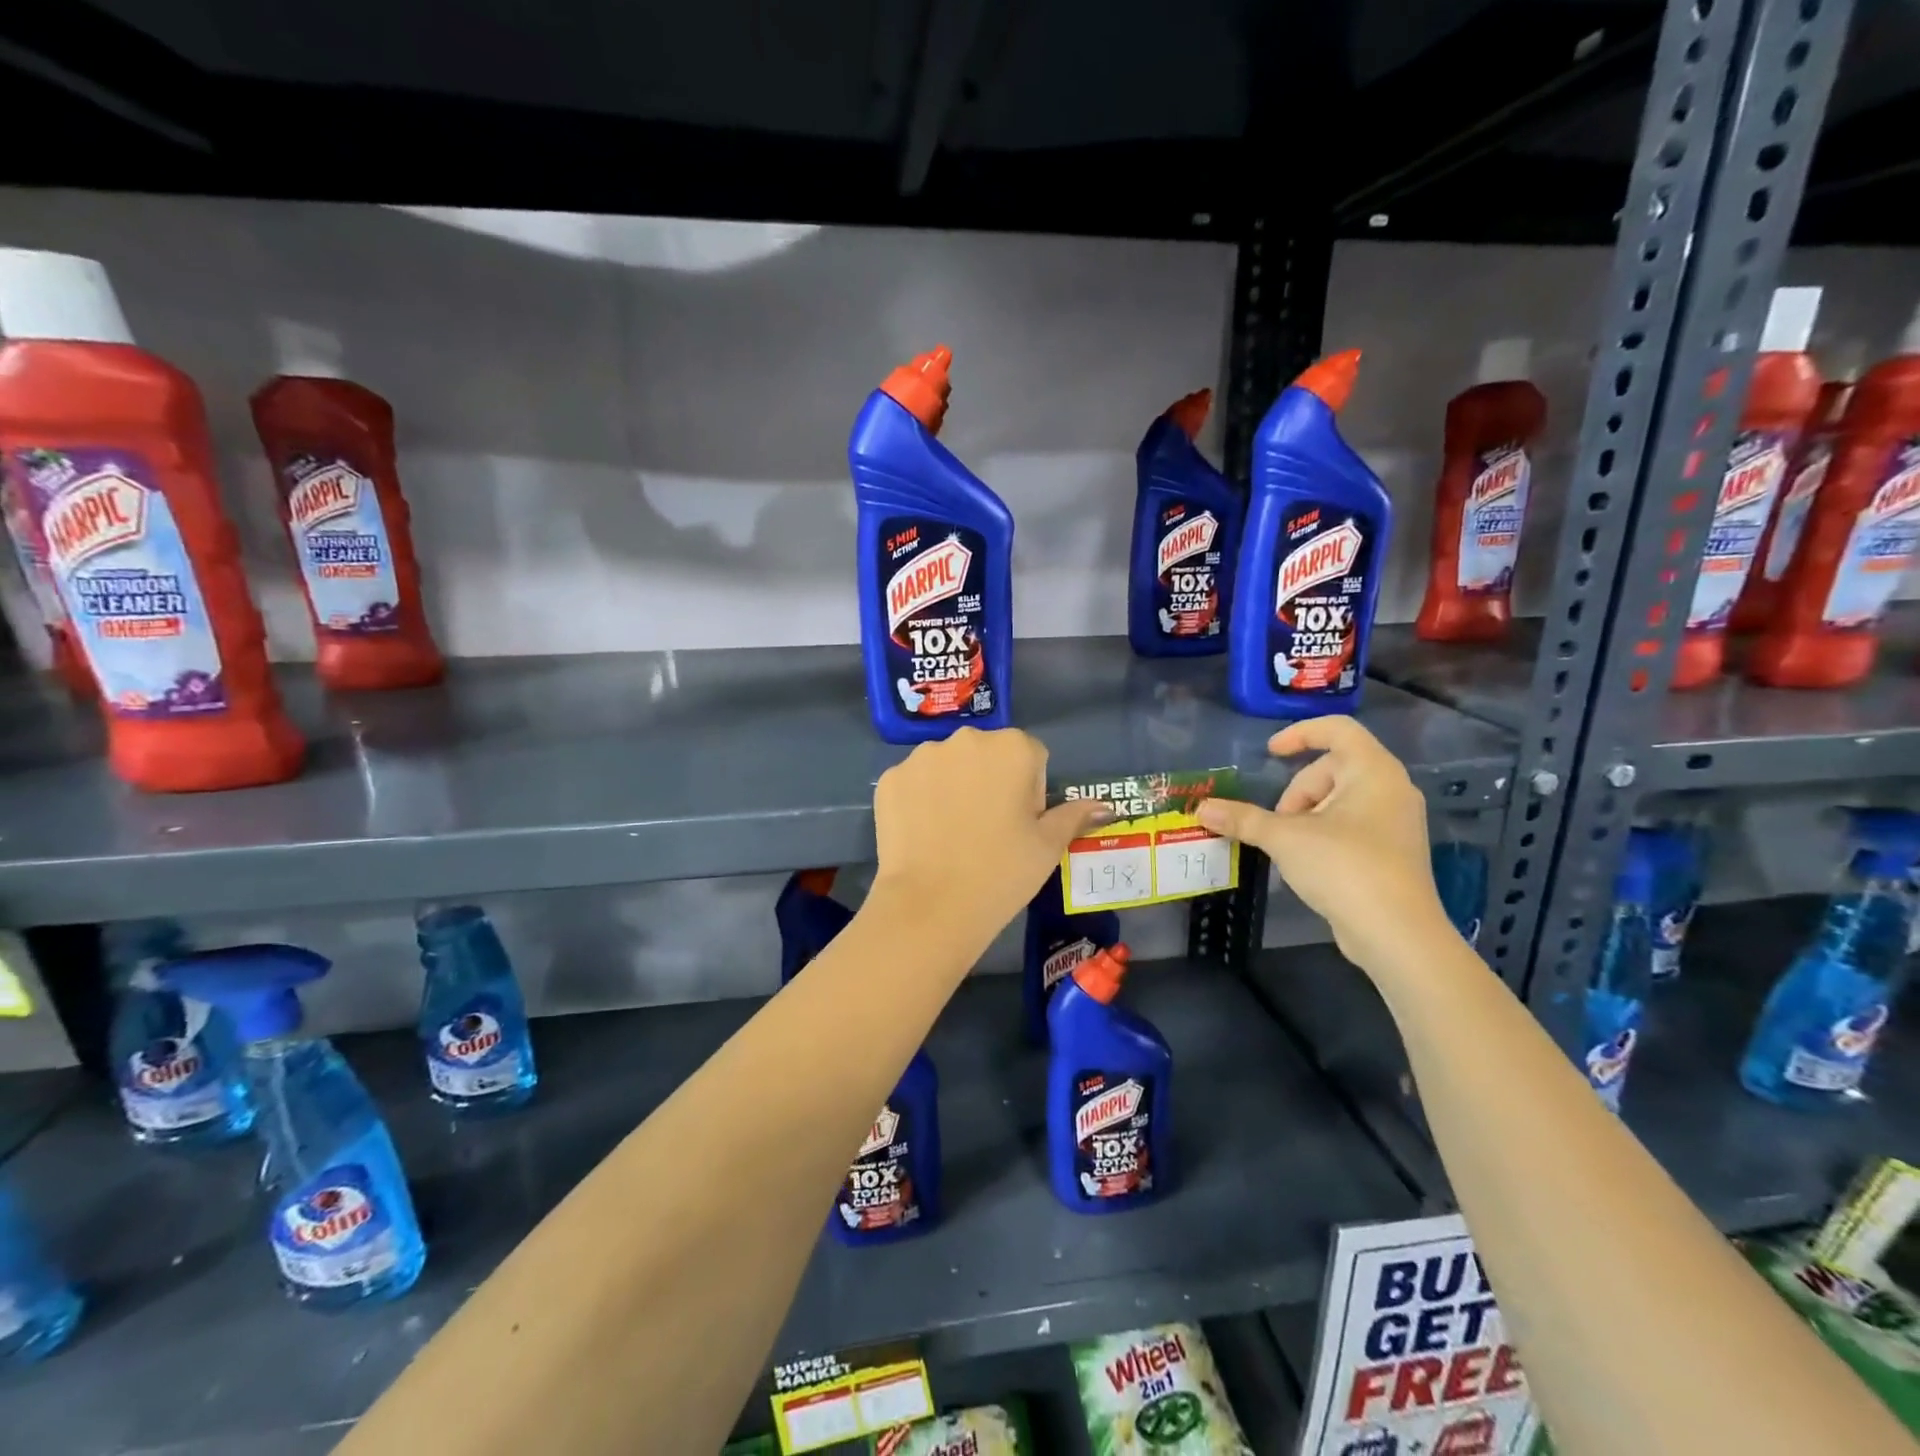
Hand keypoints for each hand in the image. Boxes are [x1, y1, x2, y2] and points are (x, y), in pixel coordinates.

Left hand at [871, 727, 1109, 933]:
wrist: (931, 905)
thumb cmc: (1002, 872)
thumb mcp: (1048, 846)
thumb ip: (1074, 815)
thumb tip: (1103, 806)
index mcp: (1012, 747)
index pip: (1031, 756)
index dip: (1029, 790)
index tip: (1018, 824)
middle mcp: (966, 739)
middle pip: (987, 754)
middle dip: (990, 781)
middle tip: (986, 830)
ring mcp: (922, 756)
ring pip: (948, 765)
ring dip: (953, 786)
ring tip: (951, 835)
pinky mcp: (890, 778)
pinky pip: (914, 782)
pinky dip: (920, 800)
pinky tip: (923, 834)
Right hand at [1195, 716, 1452, 971]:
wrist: (1397, 933)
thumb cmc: (1344, 867)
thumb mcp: (1285, 838)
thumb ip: (1243, 819)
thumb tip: (1202, 808)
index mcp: (1373, 771)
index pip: (1338, 729)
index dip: (1300, 734)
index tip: (1270, 753)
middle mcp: (1392, 789)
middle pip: (1334, 767)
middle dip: (1298, 790)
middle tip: (1278, 821)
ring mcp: (1397, 821)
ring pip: (1342, 798)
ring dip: (1308, 813)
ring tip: (1290, 844)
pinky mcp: (1394, 851)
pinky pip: (1353, 823)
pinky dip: (1325, 831)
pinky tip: (1309, 861)